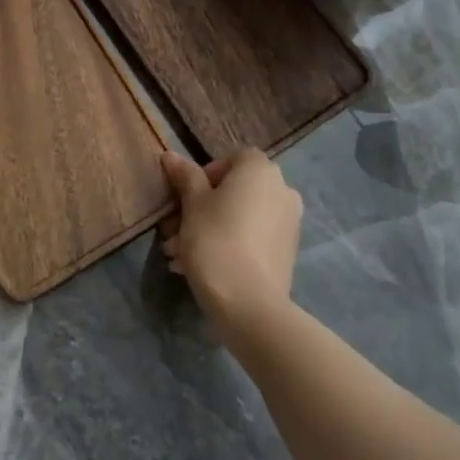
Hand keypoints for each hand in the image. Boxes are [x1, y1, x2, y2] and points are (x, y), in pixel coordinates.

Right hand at [159, 149, 302, 346]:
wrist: (250, 304)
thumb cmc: (215, 241)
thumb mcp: (192, 205)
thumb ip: (185, 176)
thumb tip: (171, 155)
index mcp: (260, 170)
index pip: (230, 160)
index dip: (203, 177)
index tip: (184, 201)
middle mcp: (282, 189)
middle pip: (233, 191)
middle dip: (200, 210)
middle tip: (172, 233)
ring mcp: (288, 222)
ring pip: (240, 217)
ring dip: (209, 230)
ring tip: (179, 257)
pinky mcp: (286, 251)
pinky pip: (252, 238)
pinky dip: (229, 245)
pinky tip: (200, 268)